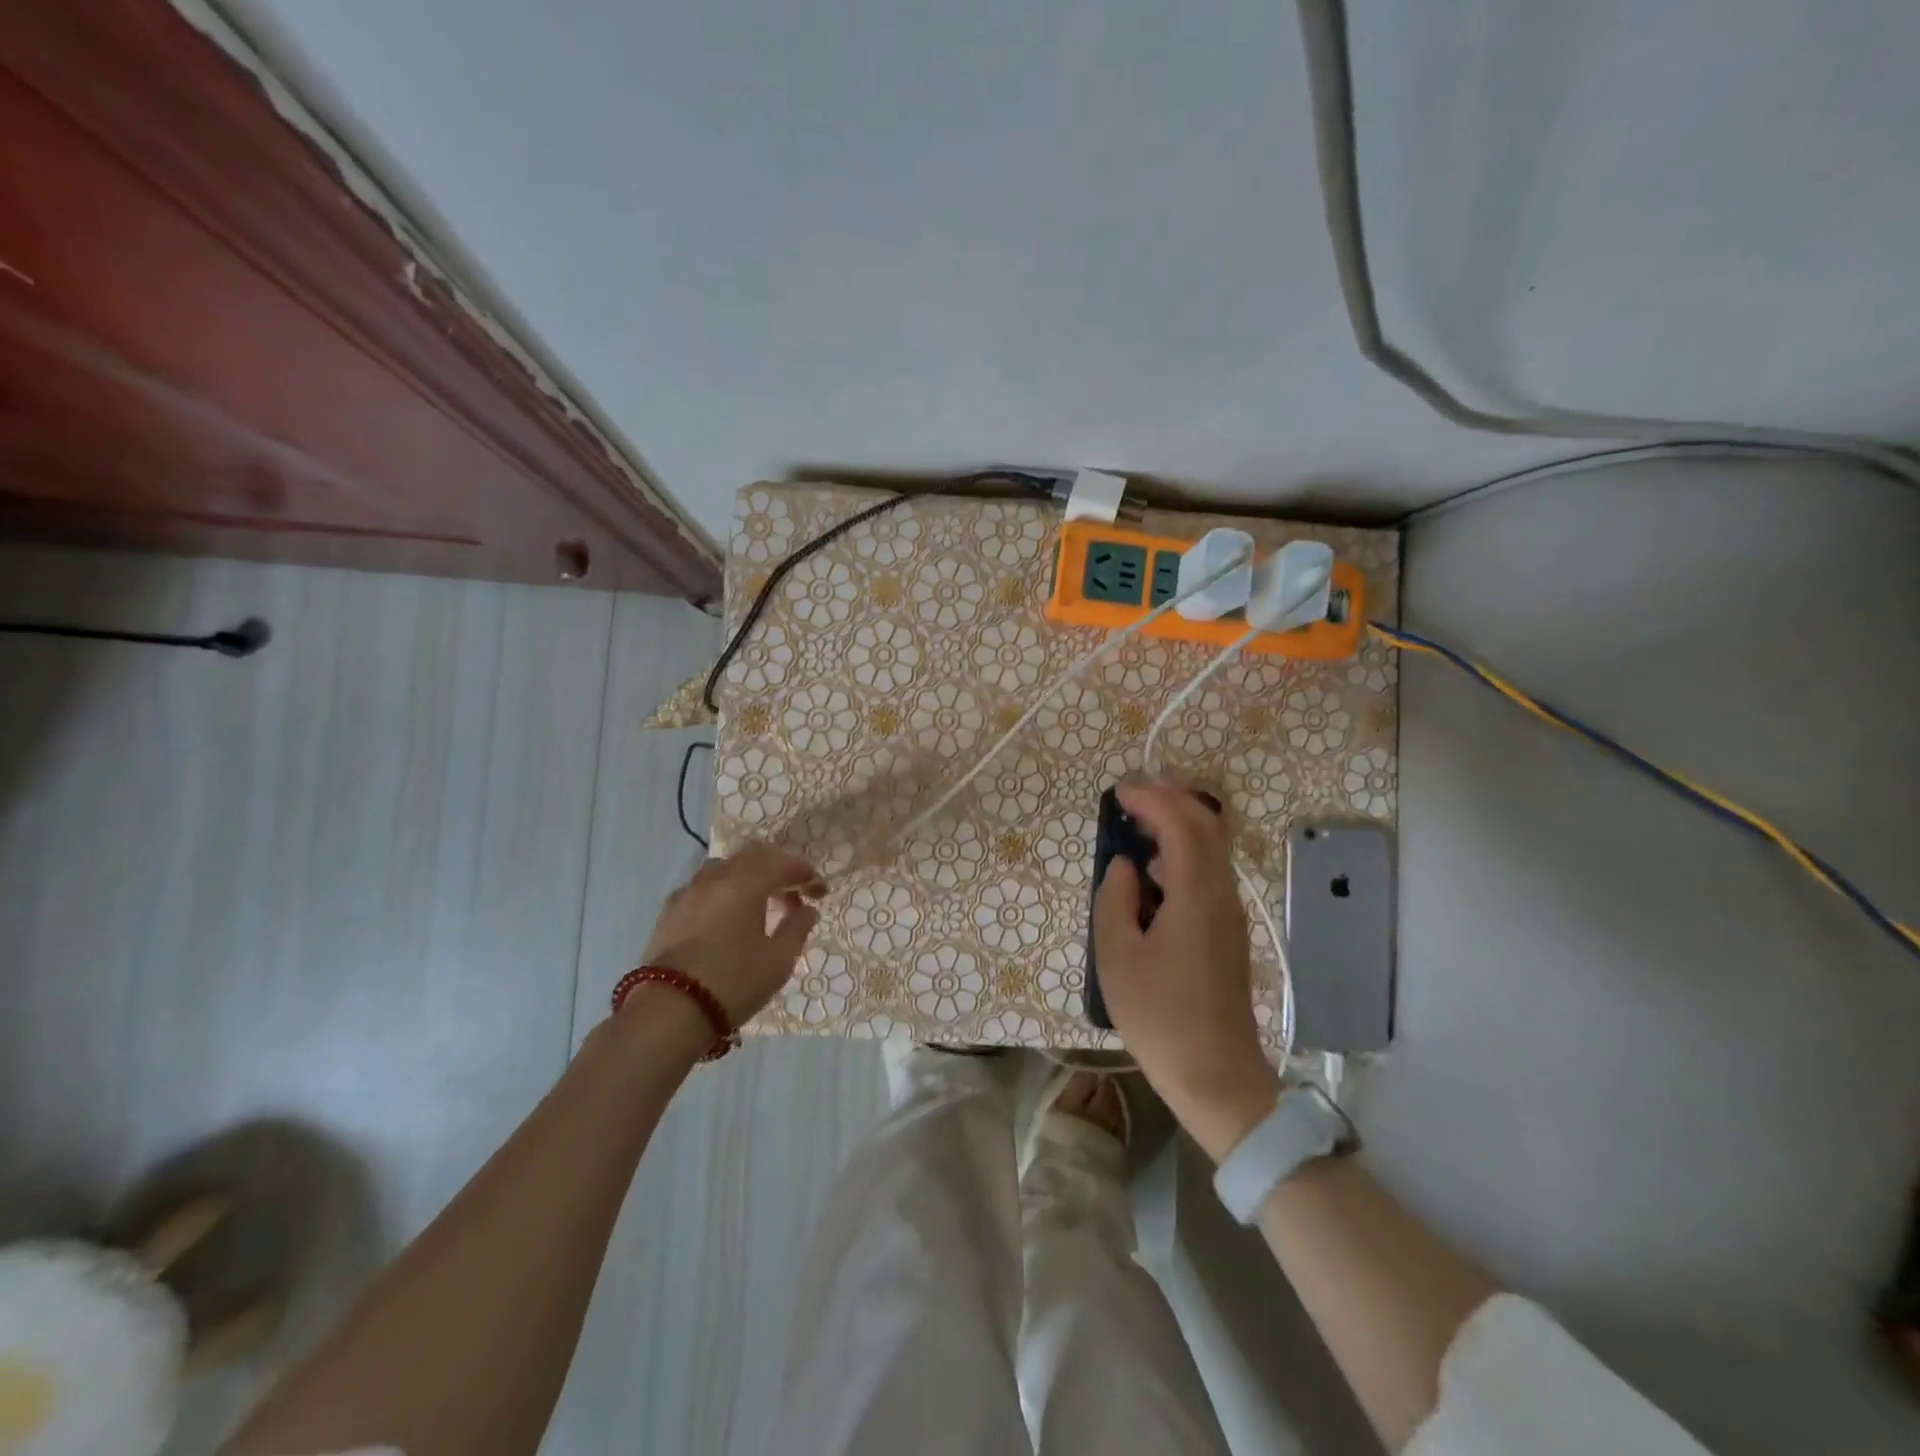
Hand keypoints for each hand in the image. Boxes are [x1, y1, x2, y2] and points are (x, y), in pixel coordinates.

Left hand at [640, 843, 825, 1025]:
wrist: (668, 1013)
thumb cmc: (733, 984)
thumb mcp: (778, 961)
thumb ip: (797, 929)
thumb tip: (807, 910)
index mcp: (744, 884)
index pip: (782, 863)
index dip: (805, 873)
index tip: (820, 891)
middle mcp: (715, 878)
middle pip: (752, 857)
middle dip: (778, 869)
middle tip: (793, 894)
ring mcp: (687, 892)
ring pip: (725, 868)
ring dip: (748, 877)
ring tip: (760, 905)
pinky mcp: (669, 911)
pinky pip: (703, 886)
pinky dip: (723, 891)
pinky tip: (727, 917)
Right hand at [1092, 777, 1280, 1161]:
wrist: (1215, 1074)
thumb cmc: (1159, 1016)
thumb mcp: (1117, 956)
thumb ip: (1115, 899)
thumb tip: (1125, 866)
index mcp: (1196, 896)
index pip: (1182, 825)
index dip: (1152, 799)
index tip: (1119, 792)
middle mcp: (1222, 894)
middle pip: (1207, 827)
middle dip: (1171, 801)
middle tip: (1131, 796)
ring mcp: (1230, 913)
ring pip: (1211, 849)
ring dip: (1178, 826)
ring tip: (1137, 826)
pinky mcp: (1228, 931)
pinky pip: (1209, 874)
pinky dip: (1183, 854)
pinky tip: (1153, 873)